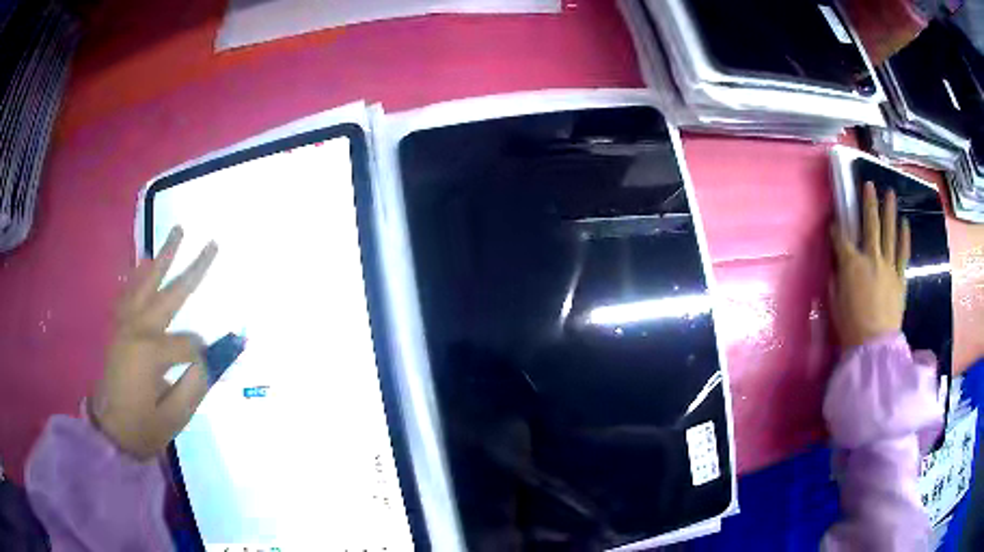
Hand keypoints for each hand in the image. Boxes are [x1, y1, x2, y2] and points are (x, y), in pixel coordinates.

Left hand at [89, 227, 217, 460]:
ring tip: (177, 232)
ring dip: (163, 258)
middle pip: (170, 294)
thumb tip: (216, 356)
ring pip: (146, 283)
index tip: (209, 371)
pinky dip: (138, 274)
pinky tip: (146, 260)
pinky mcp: (118, 326)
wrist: (109, 432)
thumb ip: (196, 383)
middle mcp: (137, 328)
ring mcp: (124, 323)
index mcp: (151, 352)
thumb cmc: (143, 427)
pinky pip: (128, 292)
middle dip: (193, 270)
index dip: (204, 357)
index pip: (189, 345)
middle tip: (212, 244)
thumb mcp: (175, 416)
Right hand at [829, 182, 910, 350]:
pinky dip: (904, 237)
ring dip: (889, 211)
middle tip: (869, 184)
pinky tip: (904, 223)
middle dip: (868, 203)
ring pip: (889, 232)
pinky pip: (903, 253)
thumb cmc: (850, 326)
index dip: (836, 229)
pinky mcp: (900, 277)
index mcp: (851, 264)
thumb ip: (835, 279)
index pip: (841, 238)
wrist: (874, 346)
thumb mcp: (835, 303)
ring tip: (890, 193)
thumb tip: (837, 266)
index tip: (834, 223)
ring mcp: (888, 265)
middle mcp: (871, 257)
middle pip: (870, 224)